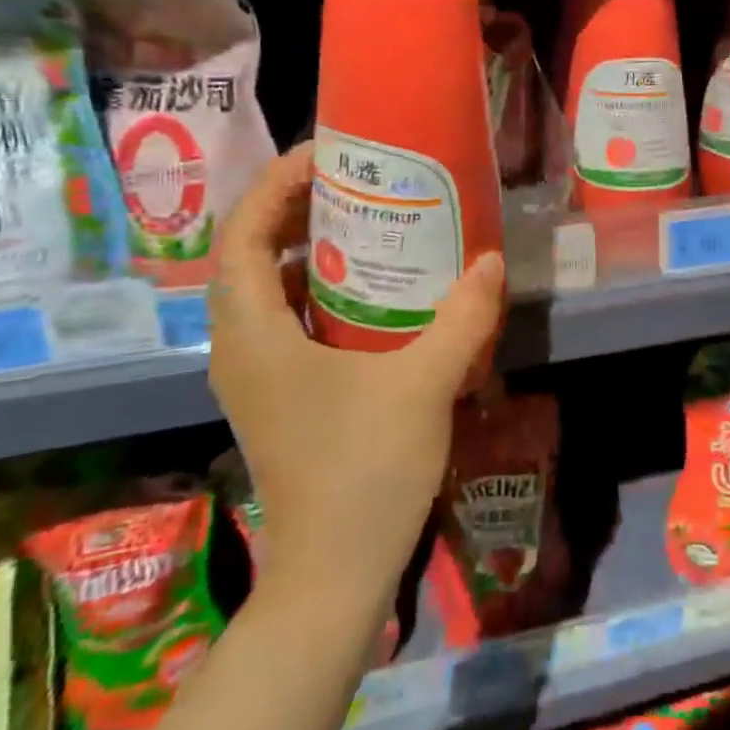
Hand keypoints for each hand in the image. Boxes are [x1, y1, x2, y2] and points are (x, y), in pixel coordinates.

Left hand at [207, 142, 504, 586]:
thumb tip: (490, 262)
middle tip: (352, 182)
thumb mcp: (424, 384)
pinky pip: (285, 322)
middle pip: (248, 256)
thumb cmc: (365, 471)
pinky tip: (370, 293)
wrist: (335, 573)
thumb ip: (461, 318)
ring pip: (265, 291)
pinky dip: (318, 292)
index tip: (325, 157)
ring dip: (306, 251)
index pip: (241, 236)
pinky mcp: (277, 396)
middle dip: (292, 210)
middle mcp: (239, 349)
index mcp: (253, 337)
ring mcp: (255, 376)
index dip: (274, 186)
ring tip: (365, 223)